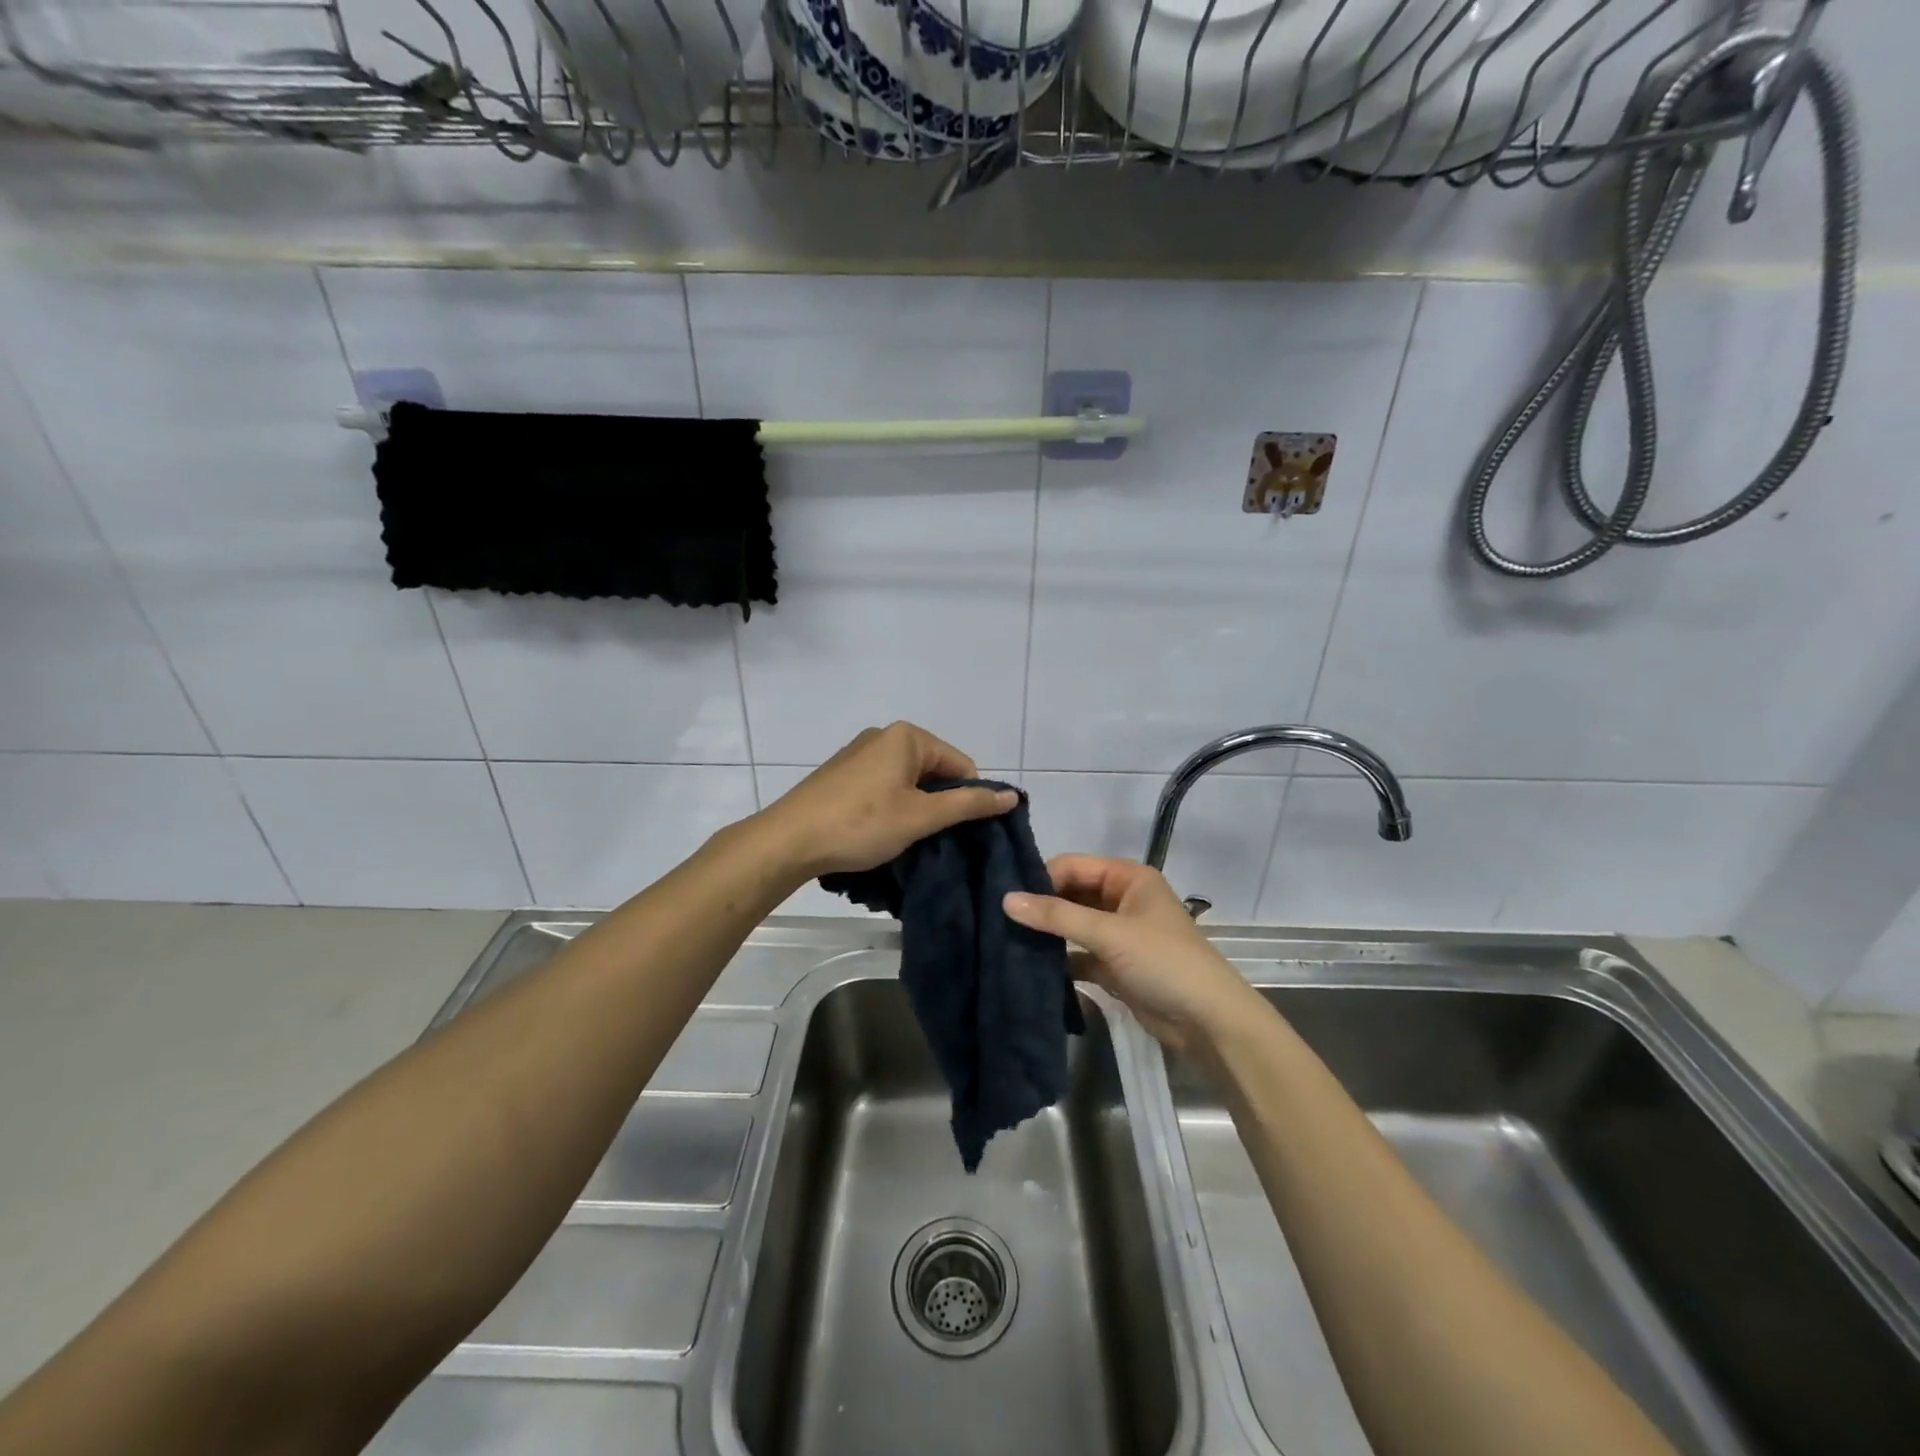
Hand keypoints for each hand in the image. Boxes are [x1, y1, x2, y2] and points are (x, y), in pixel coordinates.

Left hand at [757, 722, 1016, 878]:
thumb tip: (1012, 795)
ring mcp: (859, 754)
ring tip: (906, 840)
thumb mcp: (921, 817)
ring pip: (908, 782)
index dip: (968, 799)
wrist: (789, 840)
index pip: (961, 764)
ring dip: (915, 809)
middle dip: (939, 804)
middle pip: (934, 771)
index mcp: (907, 736)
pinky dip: (891, 808)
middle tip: (932, 839)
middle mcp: (883, 736)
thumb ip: (968, 804)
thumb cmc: (861, 824)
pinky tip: (881, 832)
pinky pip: (883, 786)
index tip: (959, 833)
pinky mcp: (842, 774)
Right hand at [1003, 856, 1259, 1056]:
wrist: (1208, 1021)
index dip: (1041, 878)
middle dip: (1041, 906)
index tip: (1005, 896)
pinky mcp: (1114, 966)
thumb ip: (1057, 916)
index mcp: (1128, 878)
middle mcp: (1122, 899)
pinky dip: (1058, 960)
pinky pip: (1078, 955)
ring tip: (1005, 940)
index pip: (1074, 865)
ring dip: (1047, 934)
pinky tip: (1028, 968)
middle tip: (998, 918)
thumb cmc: (1163, 962)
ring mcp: (1119, 934)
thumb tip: (1005, 899)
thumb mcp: (1109, 933)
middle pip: (1071, 894)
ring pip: (1073, 925)